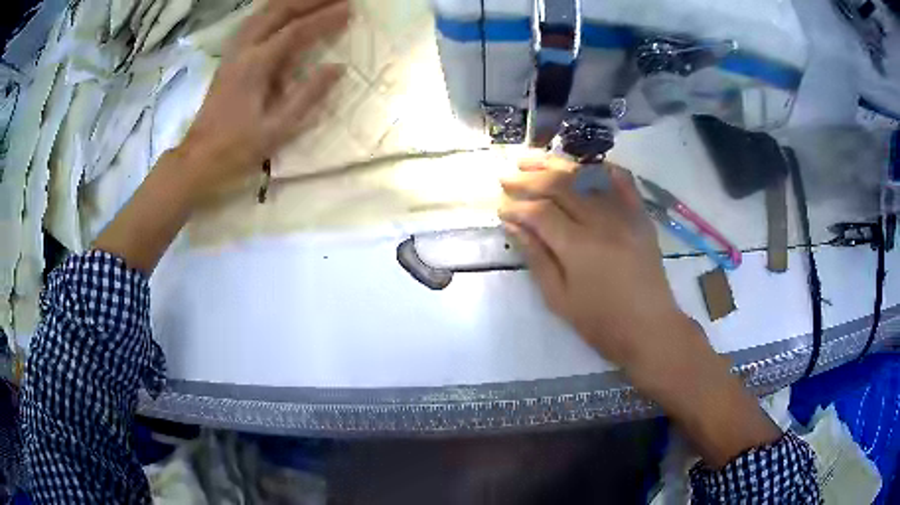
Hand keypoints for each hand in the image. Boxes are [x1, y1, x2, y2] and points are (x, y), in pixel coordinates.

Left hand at [93, 0, 348, 272]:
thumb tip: (337, 67)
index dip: (324, 18)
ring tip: (313, 0)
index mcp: (256, 66)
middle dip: (308, 0)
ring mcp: (233, 52)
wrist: (198, 158)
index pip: (296, 31)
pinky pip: (252, 23)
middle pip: (277, 11)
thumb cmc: (237, 148)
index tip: (349, 9)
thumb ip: (308, 95)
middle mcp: (243, 50)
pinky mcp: (229, 58)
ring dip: (289, 1)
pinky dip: (271, 11)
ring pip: (261, 13)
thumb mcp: (277, 128)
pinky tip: (281, 12)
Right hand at [499, 155, 780, 466]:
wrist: (650, 328)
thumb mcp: (559, 298)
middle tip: (506, 177)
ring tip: (532, 160)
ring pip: (587, 176)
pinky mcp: (640, 216)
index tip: (501, 208)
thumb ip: (536, 257)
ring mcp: (624, 214)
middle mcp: (601, 221)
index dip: (516, 207)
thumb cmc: (601, 322)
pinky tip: (585, 164)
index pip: (540, 212)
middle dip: (529, 178)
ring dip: (557, 165)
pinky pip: (623, 181)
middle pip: (560, 185)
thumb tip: (513, 225)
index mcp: (578, 246)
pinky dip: (603, 168)